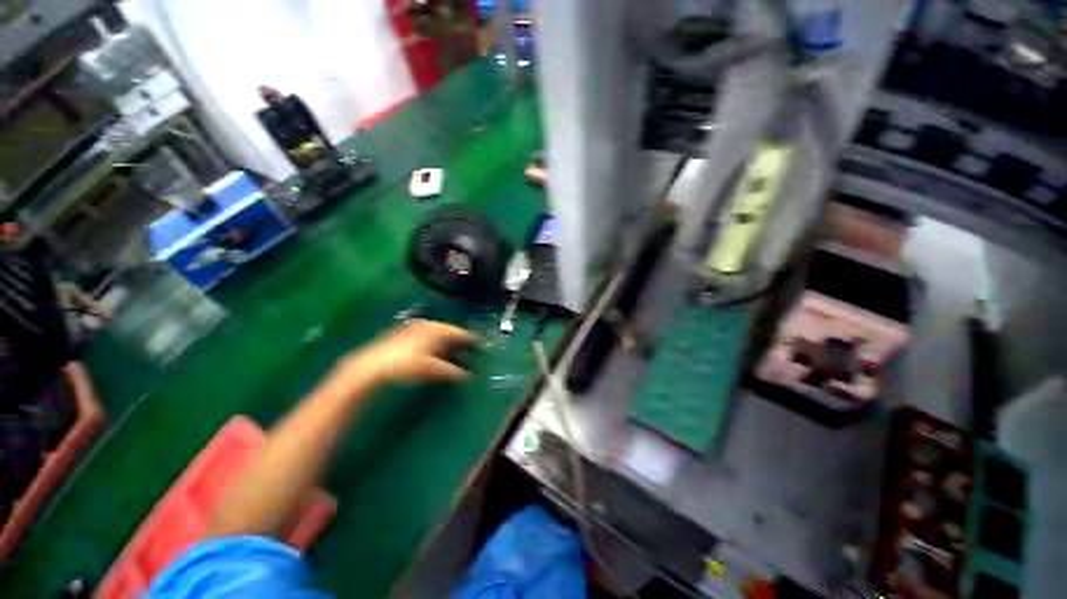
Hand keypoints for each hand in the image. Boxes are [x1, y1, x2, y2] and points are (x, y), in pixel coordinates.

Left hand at [339, 320, 477, 390]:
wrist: (372, 366)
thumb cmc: (406, 365)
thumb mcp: (432, 369)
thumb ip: (452, 372)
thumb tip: (469, 377)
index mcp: (437, 329)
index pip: (461, 333)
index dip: (473, 340)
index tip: (484, 345)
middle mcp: (429, 325)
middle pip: (451, 333)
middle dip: (462, 343)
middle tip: (474, 351)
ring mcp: (416, 329)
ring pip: (440, 336)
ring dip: (450, 346)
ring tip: (459, 356)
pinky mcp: (406, 334)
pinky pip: (430, 338)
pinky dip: (438, 346)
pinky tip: (439, 356)